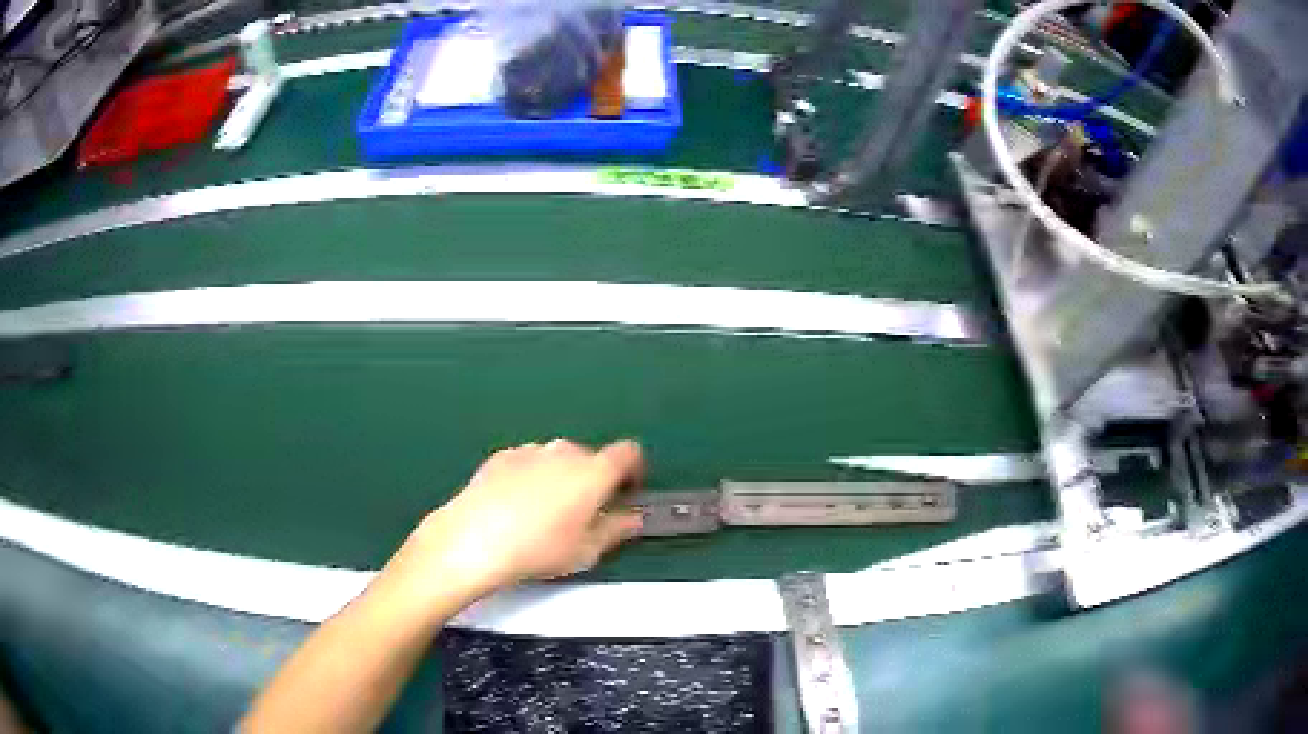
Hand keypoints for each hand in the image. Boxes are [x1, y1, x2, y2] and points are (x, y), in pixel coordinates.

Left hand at [409, 439, 645, 595]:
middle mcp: (564, 451)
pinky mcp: (501, 456)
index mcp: (594, 471)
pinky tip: (514, 506)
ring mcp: (530, 450)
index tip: (626, 493)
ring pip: (557, 459)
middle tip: (583, 513)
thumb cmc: (539, 549)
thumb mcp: (586, 551)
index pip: (628, 453)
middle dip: (593, 480)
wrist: (474, 538)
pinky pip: (528, 462)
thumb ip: (616, 530)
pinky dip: (531, 477)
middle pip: (590, 457)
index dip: (633, 470)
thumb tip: (632, 518)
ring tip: (544, 513)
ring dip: (560, 477)